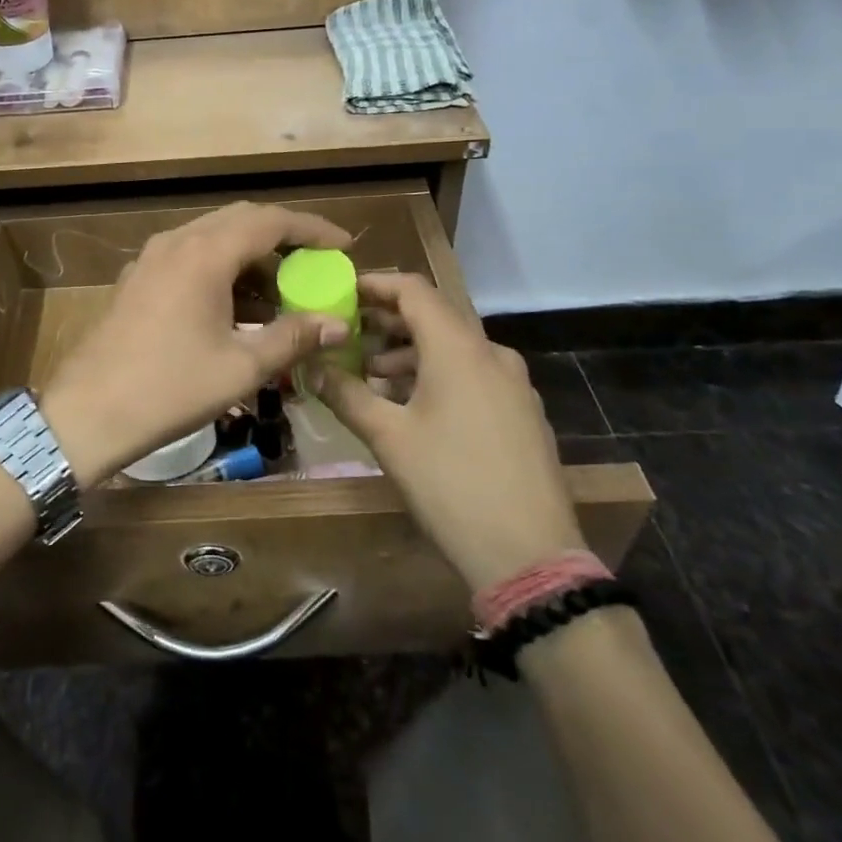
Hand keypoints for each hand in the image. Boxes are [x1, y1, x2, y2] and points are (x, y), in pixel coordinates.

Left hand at [40, 203, 351, 486]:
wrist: (88, 412)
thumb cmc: (170, 388)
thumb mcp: (241, 367)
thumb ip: (293, 337)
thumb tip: (337, 323)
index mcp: (205, 253)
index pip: (271, 221)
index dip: (312, 230)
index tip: (343, 246)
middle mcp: (177, 242)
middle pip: (241, 221)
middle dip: (283, 240)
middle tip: (315, 266)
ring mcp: (152, 258)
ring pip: (213, 239)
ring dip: (250, 259)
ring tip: (281, 296)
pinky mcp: (138, 279)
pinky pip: (189, 258)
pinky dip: (221, 271)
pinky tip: (236, 309)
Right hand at [314, 273, 585, 589]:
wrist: (530, 556)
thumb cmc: (450, 485)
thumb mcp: (388, 438)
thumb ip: (346, 394)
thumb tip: (311, 368)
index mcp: (458, 348)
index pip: (413, 290)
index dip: (374, 285)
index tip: (341, 293)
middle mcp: (491, 354)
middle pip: (434, 318)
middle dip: (387, 323)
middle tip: (347, 337)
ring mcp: (514, 385)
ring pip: (454, 350)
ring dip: (410, 354)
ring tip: (372, 378)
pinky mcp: (523, 414)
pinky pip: (474, 375)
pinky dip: (438, 376)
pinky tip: (414, 408)